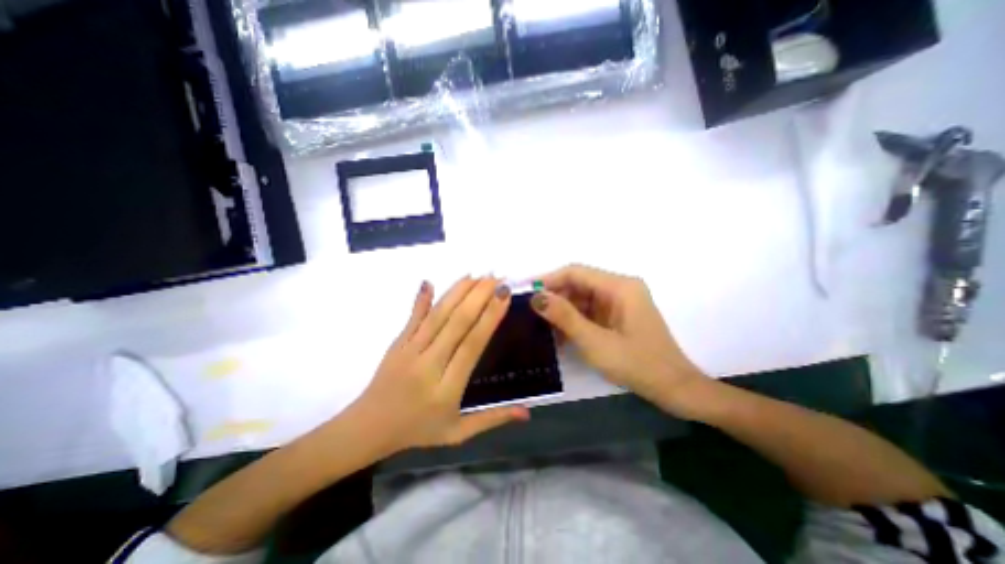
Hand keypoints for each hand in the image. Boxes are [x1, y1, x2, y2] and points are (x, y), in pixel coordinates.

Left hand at [350, 276, 528, 455]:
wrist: (367, 430)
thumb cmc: (417, 431)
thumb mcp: (457, 433)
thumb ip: (492, 419)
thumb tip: (527, 412)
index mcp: (446, 389)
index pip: (471, 345)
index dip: (489, 318)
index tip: (503, 296)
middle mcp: (428, 365)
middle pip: (456, 323)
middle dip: (478, 296)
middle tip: (496, 277)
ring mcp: (409, 350)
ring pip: (437, 316)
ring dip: (457, 292)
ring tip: (476, 275)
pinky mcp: (396, 343)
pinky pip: (412, 318)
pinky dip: (422, 299)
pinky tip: (430, 281)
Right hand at [534, 265, 705, 419]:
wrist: (674, 389)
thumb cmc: (637, 364)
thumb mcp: (595, 341)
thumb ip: (565, 316)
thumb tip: (536, 298)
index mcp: (619, 286)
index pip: (576, 272)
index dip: (549, 279)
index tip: (527, 293)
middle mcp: (620, 288)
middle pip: (579, 284)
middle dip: (555, 298)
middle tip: (531, 314)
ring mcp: (620, 302)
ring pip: (583, 298)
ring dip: (563, 311)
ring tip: (543, 327)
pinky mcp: (619, 315)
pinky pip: (591, 311)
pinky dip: (575, 320)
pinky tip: (562, 335)